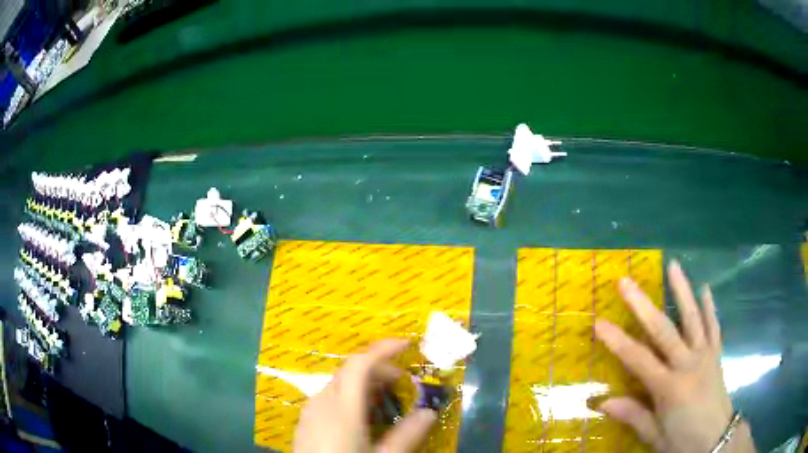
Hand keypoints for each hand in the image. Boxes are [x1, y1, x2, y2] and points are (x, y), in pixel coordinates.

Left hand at [293, 339, 437, 452]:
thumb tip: (429, 412)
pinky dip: (350, 396)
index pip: (360, 364)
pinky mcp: (306, 420)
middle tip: (404, 386)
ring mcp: (311, 410)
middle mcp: (322, 401)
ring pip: (340, 384)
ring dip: (365, 384)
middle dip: (380, 370)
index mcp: (342, 407)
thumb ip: (407, 434)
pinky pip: (330, 397)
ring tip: (386, 401)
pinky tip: (362, 417)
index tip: (407, 345)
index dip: (383, 349)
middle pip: (351, 371)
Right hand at [594, 261, 754, 452]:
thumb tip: (601, 402)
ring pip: (693, 318)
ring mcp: (705, 355)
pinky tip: (705, 288)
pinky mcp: (716, 354)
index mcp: (669, 388)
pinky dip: (710, 307)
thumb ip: (633, 415)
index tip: (599, 321)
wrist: (716, 439)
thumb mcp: (655, 436)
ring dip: (683, 290)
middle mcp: (688, 364)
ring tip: (673, 265)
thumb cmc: (682, 441)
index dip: (618, 341)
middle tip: (626, 281)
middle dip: (643, 305)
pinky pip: (714, 326)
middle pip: (663, 330)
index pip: (639, 360)